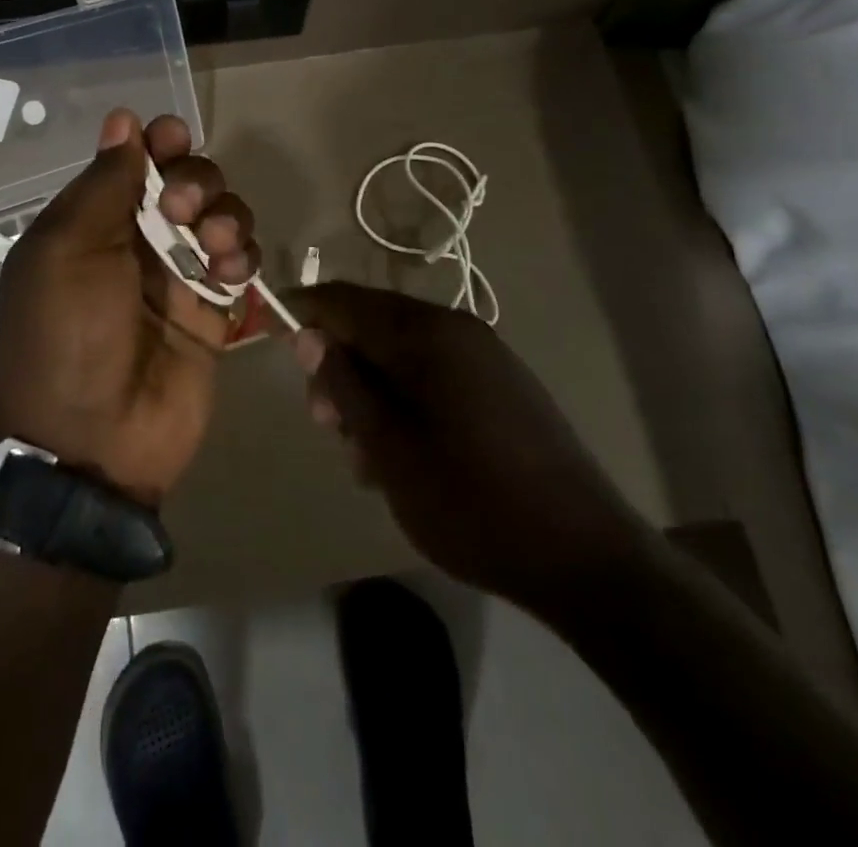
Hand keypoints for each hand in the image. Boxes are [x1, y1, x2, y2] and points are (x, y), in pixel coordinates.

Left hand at [0, 109, 259, 506]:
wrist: (94, 440)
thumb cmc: (68, 334)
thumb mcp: (68, 250)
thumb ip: (103, 184)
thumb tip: (123, 120)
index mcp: (93, 221)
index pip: (134, 160)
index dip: (159, 141)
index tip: (174, 138)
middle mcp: (137, 239)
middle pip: (187, 179)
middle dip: (196, 179)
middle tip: (181, 208)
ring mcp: (179, 275)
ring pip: (222, 215)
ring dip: (226, 215)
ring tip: (215, 245)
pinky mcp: (214, 310)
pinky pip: (241, 262)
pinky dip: (244, 256)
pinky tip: (230, 274)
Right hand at [288, 283, 652, 609]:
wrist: (585, 557)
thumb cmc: (471, 501)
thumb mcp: (388, 447)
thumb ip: (344, 384)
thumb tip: (308, 334)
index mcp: (427, 333)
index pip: (345, 300)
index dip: (304, 312)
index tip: (272, 335)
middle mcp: (457, 329)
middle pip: (374, 325)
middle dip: (339, 366)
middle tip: (327, 425)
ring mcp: (485, 356)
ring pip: (402, 355)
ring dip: (371, 392)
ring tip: (366, 455)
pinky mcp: (502, 386)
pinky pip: (434, 375)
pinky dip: (405, 401)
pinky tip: (404, 454)